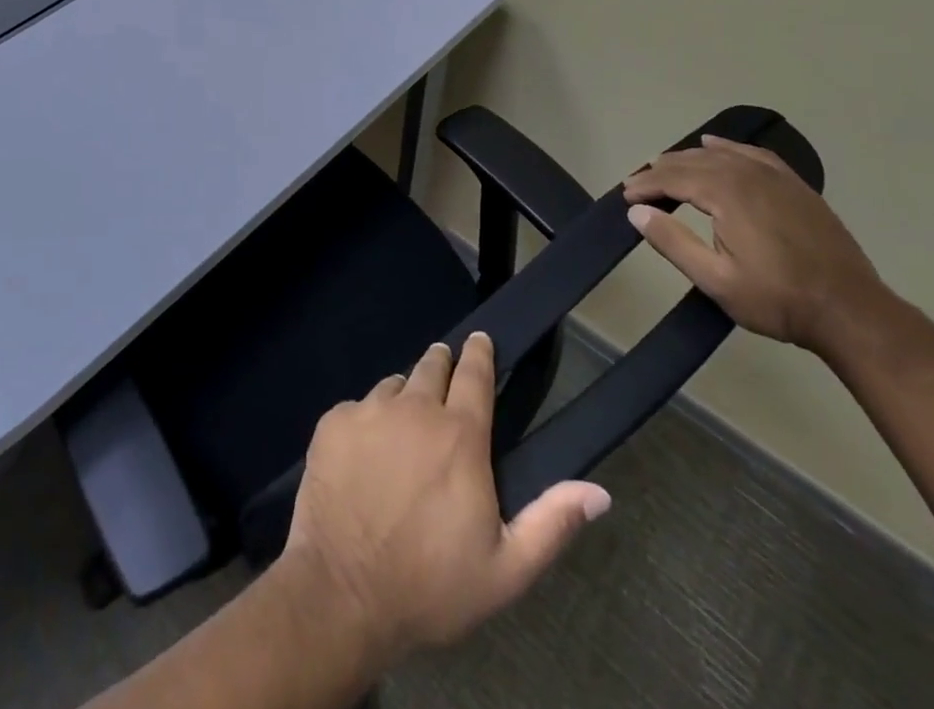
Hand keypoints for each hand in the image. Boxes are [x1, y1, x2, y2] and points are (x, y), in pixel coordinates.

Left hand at [278, 333, 610, 665]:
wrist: (343, 593)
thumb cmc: (431, 586)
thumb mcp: (506, 570)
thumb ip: (552, 523)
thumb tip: (599, 492)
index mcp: (459, 436)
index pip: (475, 375)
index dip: (480, 353)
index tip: (481, 339)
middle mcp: (415, 408)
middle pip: (432, 367)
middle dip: (442, 364)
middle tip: (445, 370)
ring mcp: (369, 410)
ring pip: (394, 386)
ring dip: (405, 395)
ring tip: (405, 421)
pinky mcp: (334, 422)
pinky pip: (357, 406)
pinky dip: (367, 419)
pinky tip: (365, 452)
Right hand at [622, 135, 889, 356]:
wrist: (852, 312)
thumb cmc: (778, 300)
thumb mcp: (716, 280)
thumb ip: (672, 242)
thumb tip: (636, 211)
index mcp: (727, 194)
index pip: (673, 178)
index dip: (645, 184)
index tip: (625, 195)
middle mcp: (748, 175)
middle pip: (693, 162)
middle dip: (661, 170)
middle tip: (638, 184)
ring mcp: (776, 178)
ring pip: (721, 155)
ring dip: (688, 159)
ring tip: (666, 166)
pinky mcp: (796, 186)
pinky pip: (753, 155)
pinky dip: (728, 148)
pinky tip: (716, 146)